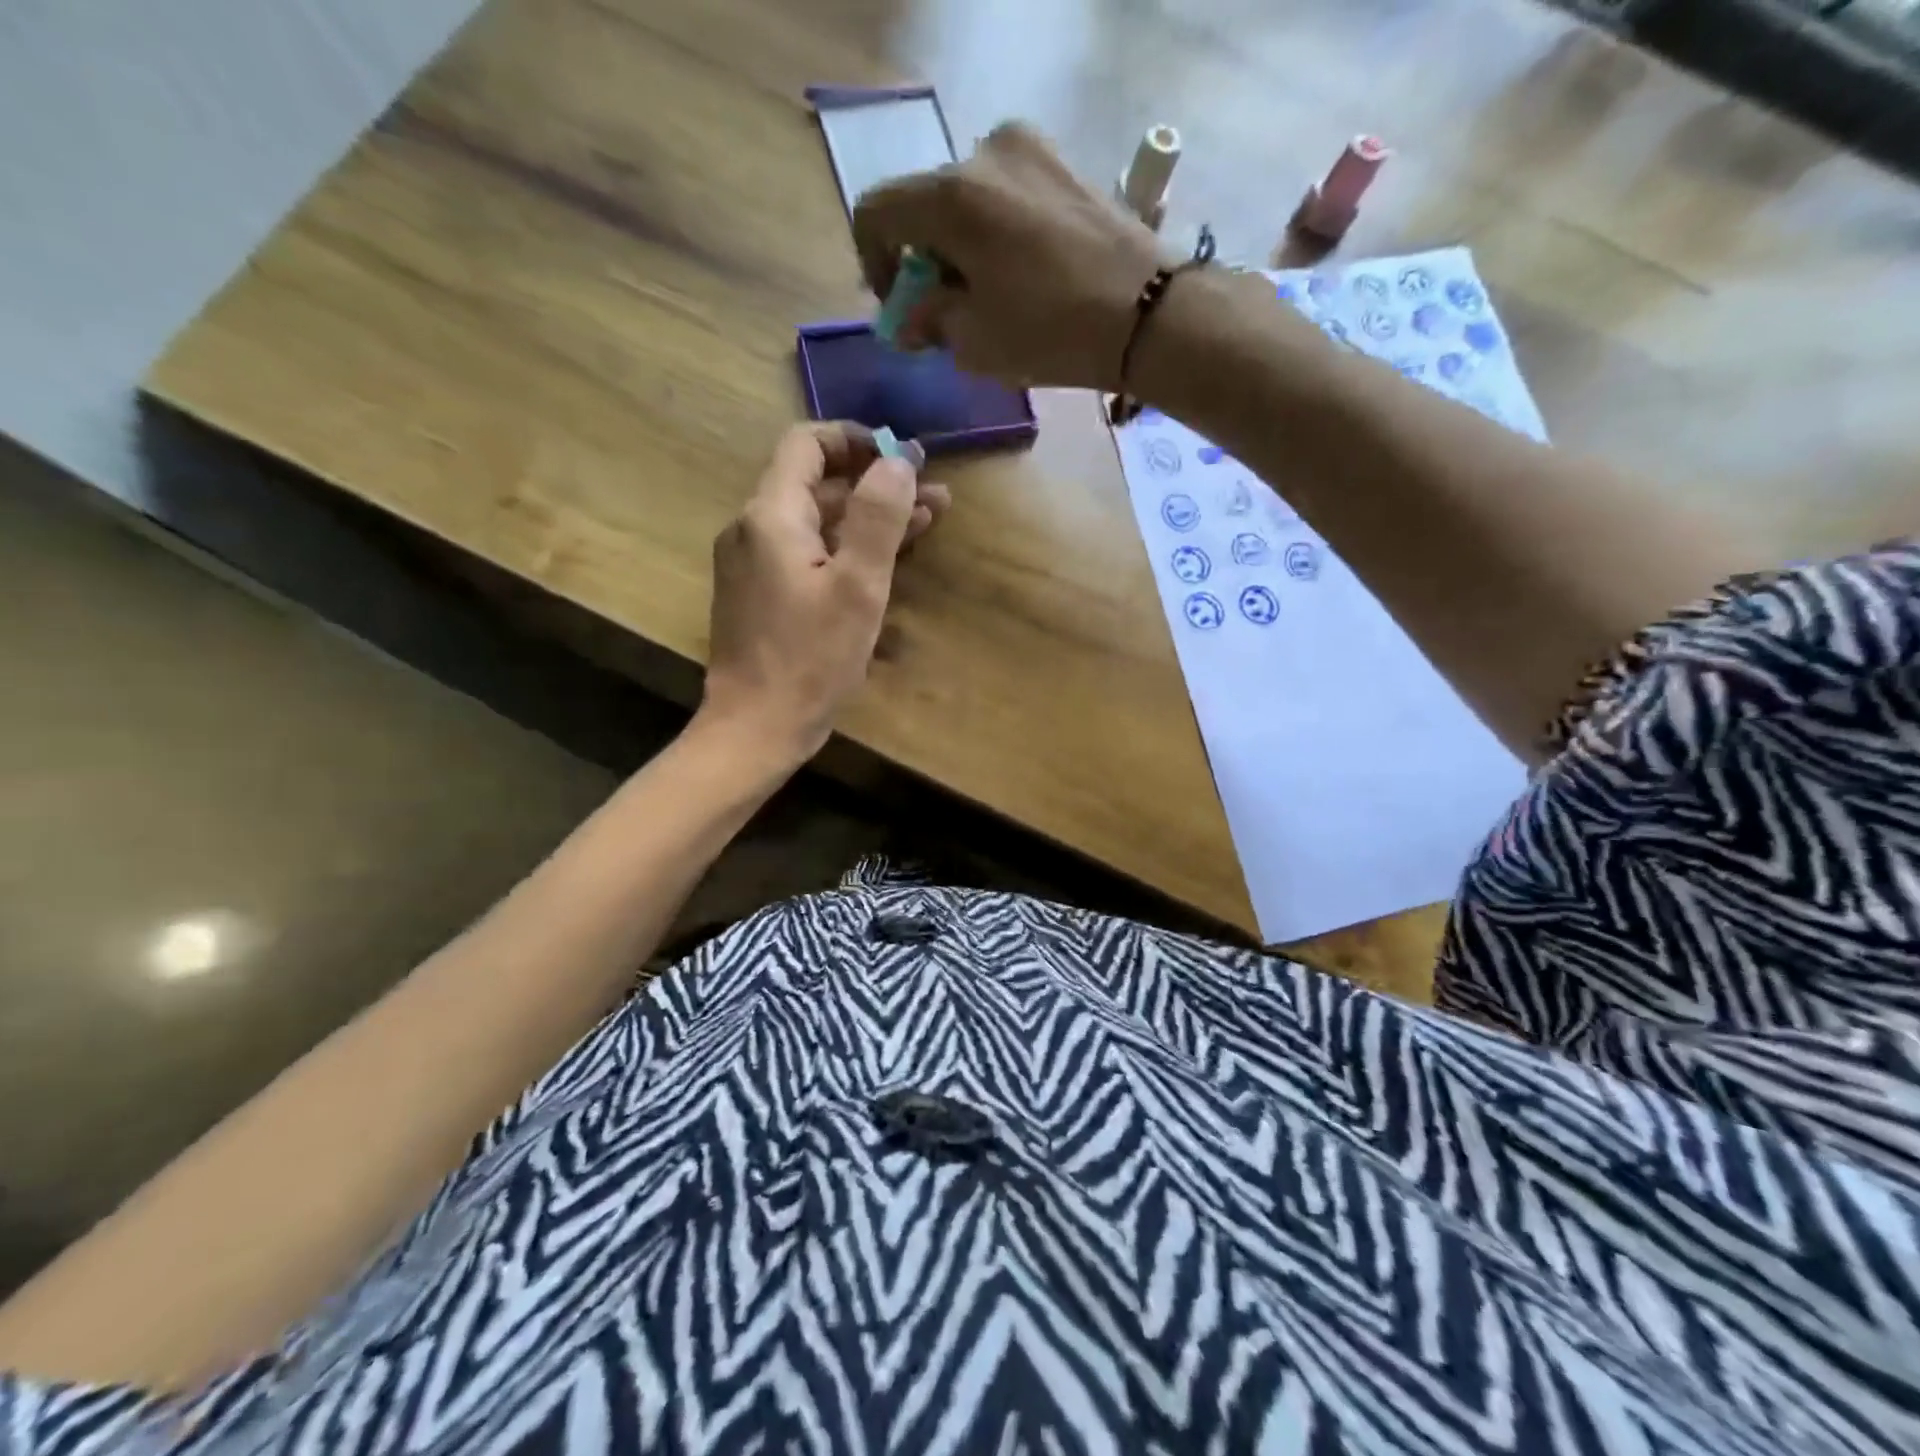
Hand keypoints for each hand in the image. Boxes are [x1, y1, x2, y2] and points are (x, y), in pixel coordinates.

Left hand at [699, 423, 948, 760]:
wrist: (756, 727)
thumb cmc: (810, 659)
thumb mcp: (858, 587)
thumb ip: (879, 517)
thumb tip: (897, 460)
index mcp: (771, 516)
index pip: (806, 444)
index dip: (855, 440)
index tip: (902, 455)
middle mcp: (754, 529)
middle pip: (817, 485)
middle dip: (876, 484)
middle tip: (933, 494)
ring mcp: (754, 564)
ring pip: (817, 523)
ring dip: (868, 518)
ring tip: (929, 520)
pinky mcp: (762, 595)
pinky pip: (808, 554)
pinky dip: (846, 549)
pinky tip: (887, 559)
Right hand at [852, 123, 1168, 390]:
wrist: (1147, 312)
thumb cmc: (1051, 332)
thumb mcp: (975, 341)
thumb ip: (930, 321)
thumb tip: (909, 317)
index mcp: (951, 196)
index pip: (877, 211)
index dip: (873, 262)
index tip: (899, 304)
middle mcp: (984, 153)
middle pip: (924, 203)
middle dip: (922, 258)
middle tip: (944, 309)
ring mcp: (1029, 150)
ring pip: (967, 198)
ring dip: (961, 245)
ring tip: (989, 296)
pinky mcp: (1062, 162)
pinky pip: (1006, 193)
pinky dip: (995, 231)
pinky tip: (1021, 274)